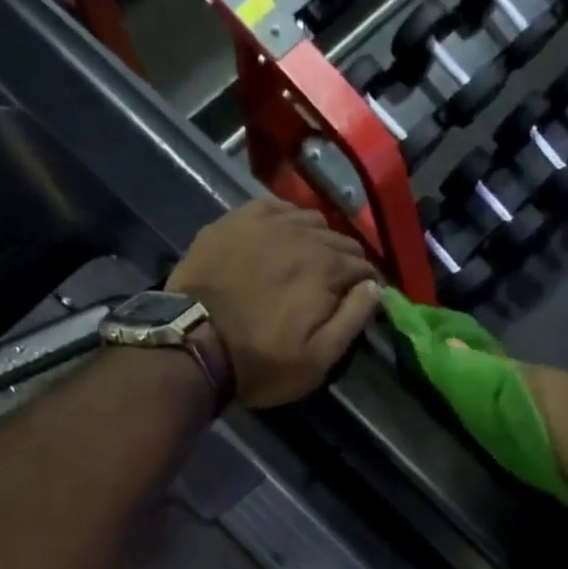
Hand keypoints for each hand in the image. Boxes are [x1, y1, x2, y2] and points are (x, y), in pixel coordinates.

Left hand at [167, 199, 382, 407]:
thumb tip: (375, 288)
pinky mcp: (236, 219)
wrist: (192, 344)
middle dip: (345, 262)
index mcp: (328, 267)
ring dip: (318, 240)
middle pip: (341, 240)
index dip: (366, 286)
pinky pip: (275, 207)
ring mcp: (267, 222)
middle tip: (334, 287)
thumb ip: (352, 320)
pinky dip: (286, 220)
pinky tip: (280, 238)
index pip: (365, 267)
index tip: (359, 302)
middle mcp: (303, 234)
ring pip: (310, 220)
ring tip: (308, 262)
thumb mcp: (317, 359)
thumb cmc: (260, 361)